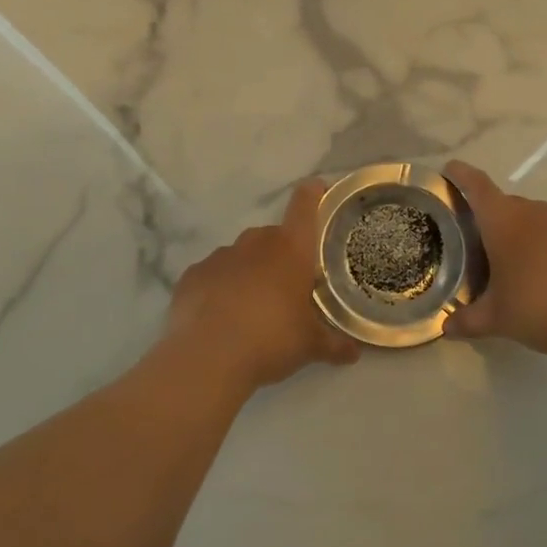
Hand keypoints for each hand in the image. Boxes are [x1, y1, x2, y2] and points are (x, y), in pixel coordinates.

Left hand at [166, 179, 360, 389]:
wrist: (208, 358)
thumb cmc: (272, 340)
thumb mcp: (310, 346)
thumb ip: (334, 345)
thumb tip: (355, 353)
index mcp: (291, 250)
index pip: (304, 206)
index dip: (312, 194)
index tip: (317, 189)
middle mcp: (255, 243)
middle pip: (272, 236)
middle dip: (280, 255)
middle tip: (286, 286)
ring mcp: (220, 257)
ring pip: (240, 256)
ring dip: (248, 272)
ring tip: (251, 307)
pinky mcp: (192, 275)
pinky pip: (212, 275)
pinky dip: (218, 289)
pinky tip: (219, 316)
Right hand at [443, 161, 546, 356]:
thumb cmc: (539, 305)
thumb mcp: (496, 318)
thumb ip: (467, 320)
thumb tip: (446, 328)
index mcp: (503, 219)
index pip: (476, 185)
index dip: (460, 174)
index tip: (448, 170)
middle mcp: (531, 211)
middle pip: (500, 203)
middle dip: (483, 215)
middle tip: (466, 237)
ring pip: (526, 219)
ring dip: (511, 232)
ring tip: (498, 260)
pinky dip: (534, 246)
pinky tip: (532, 275)